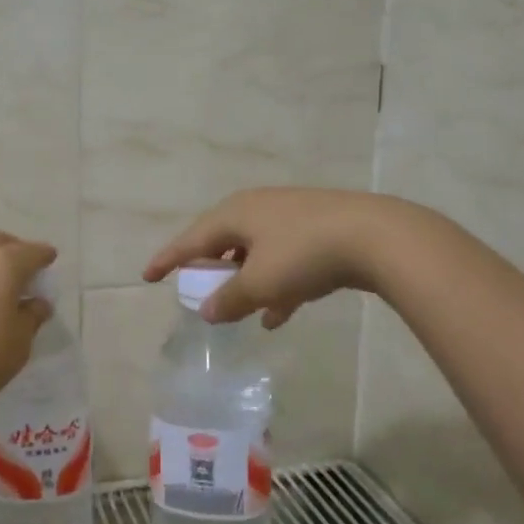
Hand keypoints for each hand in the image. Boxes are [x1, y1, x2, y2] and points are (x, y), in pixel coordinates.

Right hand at [143, 187, 404, 328]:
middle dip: (211, 269)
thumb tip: (205, 311)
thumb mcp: (260, 283)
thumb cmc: (305, 255)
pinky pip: (284, 260)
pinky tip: (280, 315)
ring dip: (245, 282)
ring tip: (239, 311)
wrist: (377, 236)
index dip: (168, 259)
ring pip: (255, 253)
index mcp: (235, 214)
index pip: (191, 239)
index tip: (146, 276)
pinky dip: (275, 285)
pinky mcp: (317, 231)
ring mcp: (290, 218)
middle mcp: (258, 209)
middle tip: (197, 289)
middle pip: (222, 242)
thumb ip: (229, 299)